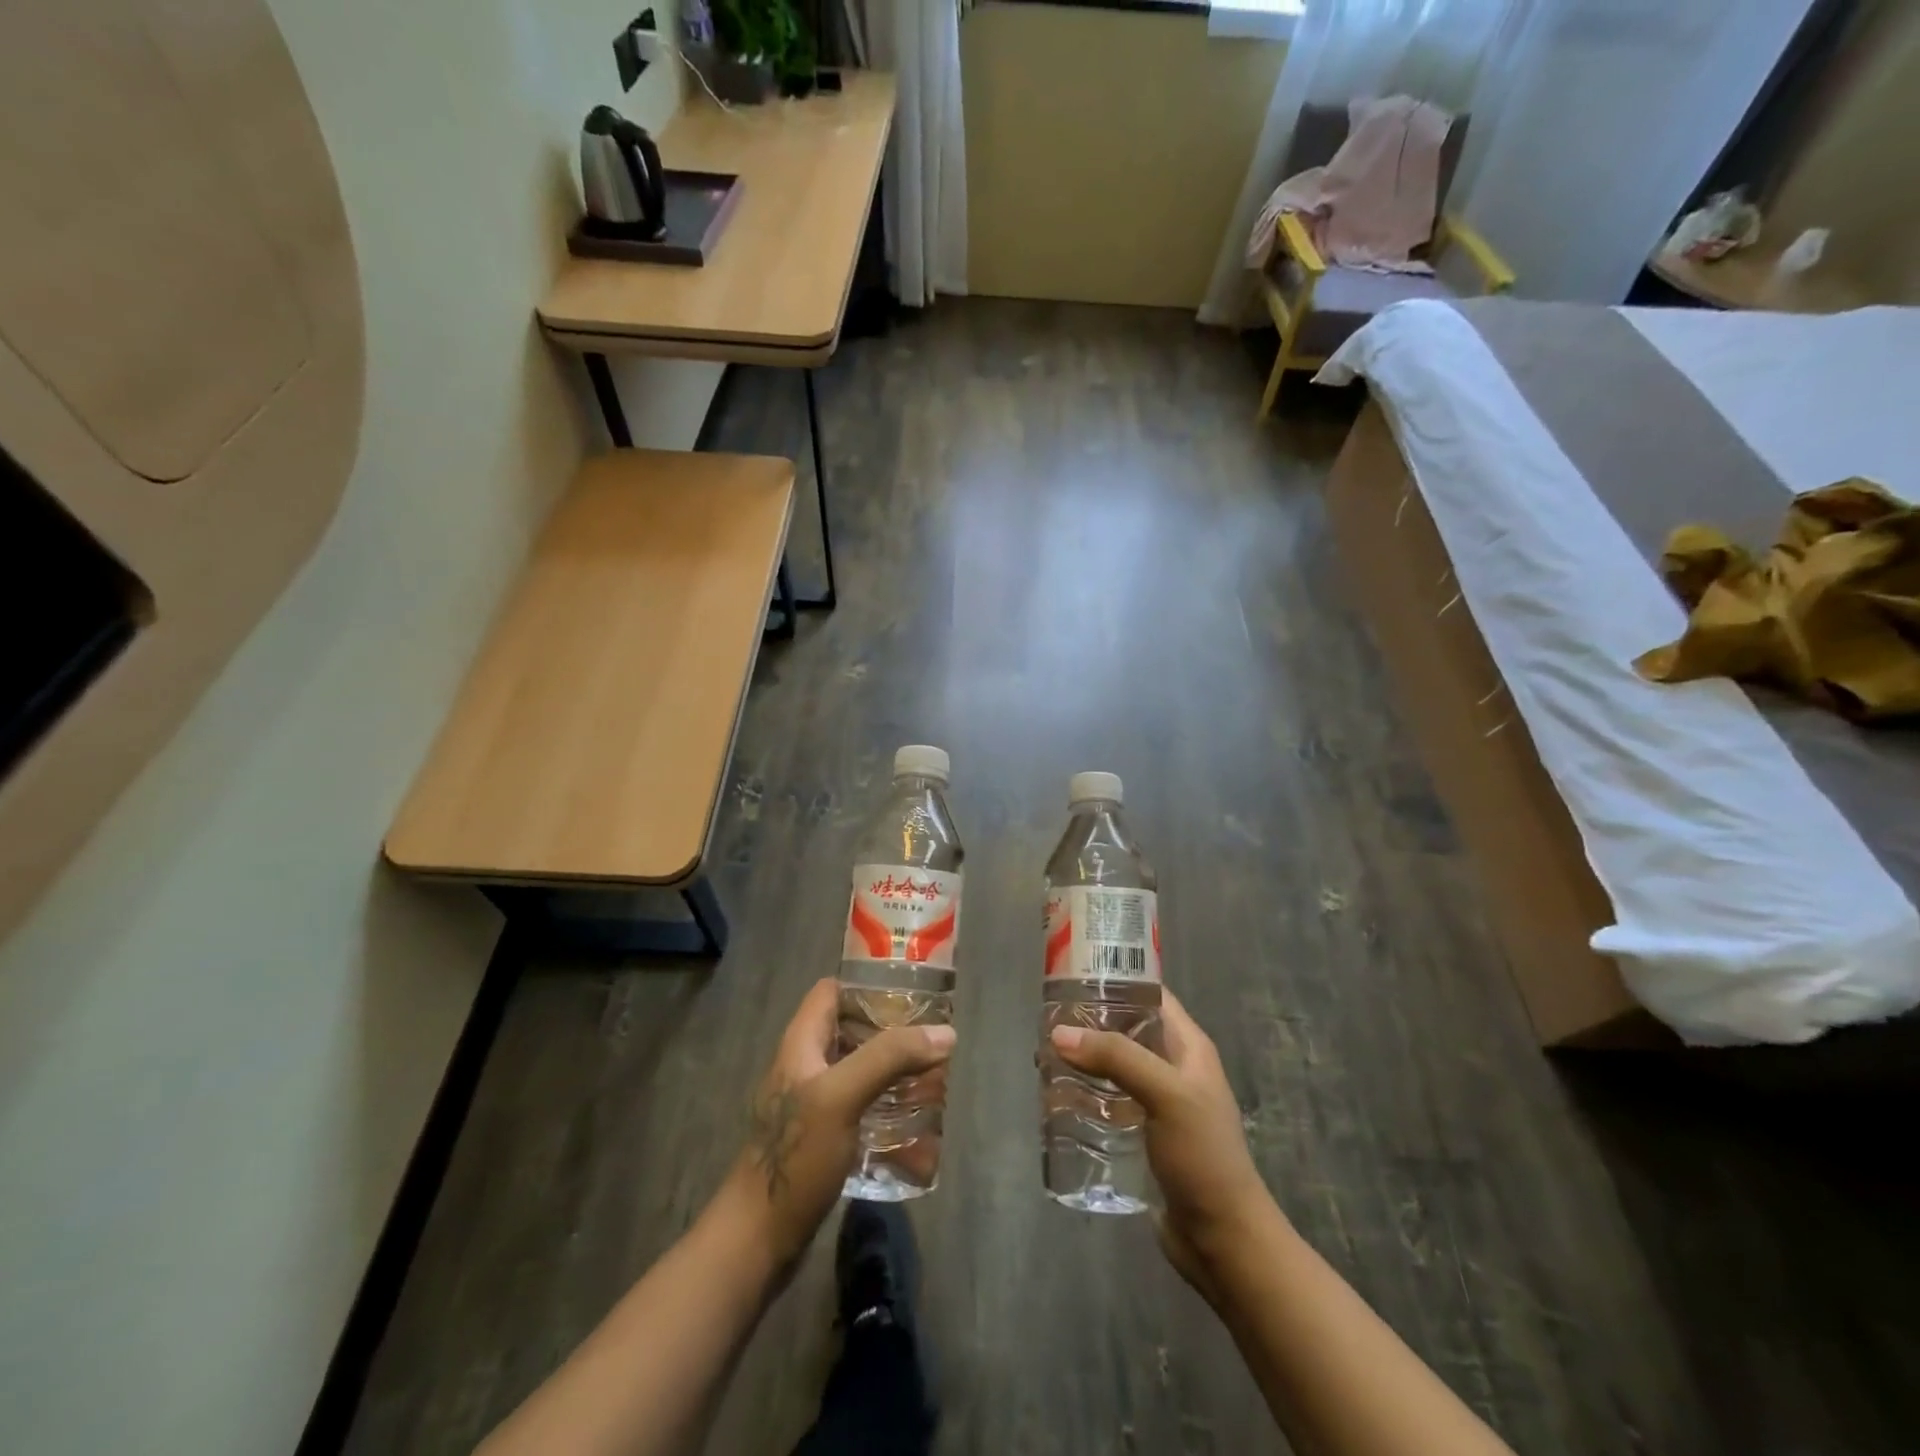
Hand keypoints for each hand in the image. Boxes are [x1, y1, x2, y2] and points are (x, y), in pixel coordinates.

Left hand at [727, 978, 954, 1266]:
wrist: (757, 1241)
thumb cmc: (795, 1157)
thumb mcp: (842, 1096)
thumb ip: (889, 1058)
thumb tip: (945, 1033)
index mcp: (801, 1044)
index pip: (831, 991)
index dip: (866, 983)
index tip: (910, 990)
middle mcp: (805, 1066)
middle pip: (850, 1030)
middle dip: (891, 1030)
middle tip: (933, 1037)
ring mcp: (813, 1105)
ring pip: (858, 1070)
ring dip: (892, 1070)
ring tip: (933, 1076)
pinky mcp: (822, 1139)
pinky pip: (860, 1107)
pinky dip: (886, 1106)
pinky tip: (915, 1121)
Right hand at [1050, 989, 1274, 1298]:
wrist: (1223, 1239)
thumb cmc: (1202, 1156)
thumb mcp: (1165, 1094)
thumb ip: (1116, 1058)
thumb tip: (1059, 1033)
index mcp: (1188, 1047)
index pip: (1151, 995)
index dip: (1117, 979)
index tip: (1072, 974)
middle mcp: (1174, 1067)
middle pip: (1127, 1029)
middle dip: (1090, 1023)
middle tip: (1047, 1019)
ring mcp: (1159, 1102)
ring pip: (1115, 1066)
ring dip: (1084, 1060)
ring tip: (1043, 1057)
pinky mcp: (1145, 1134)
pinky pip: (1110, 1101)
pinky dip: (1086, 1094)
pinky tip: (1057, 1098)